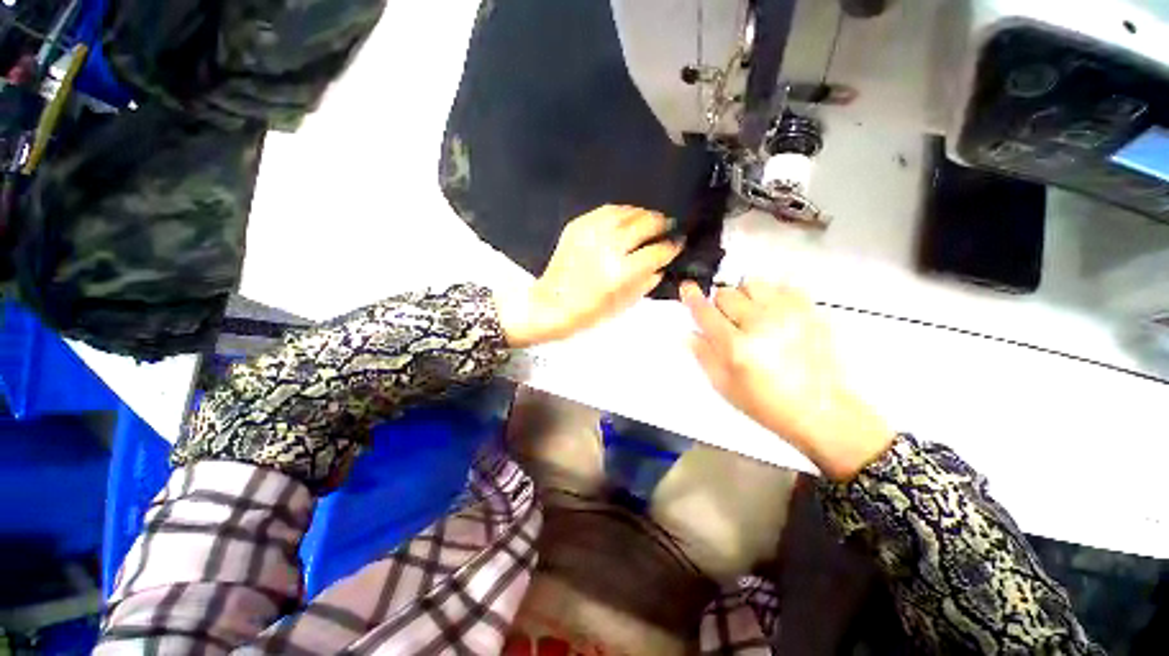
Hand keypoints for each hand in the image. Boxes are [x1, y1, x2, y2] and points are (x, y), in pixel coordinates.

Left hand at [499, 206, 682, 346]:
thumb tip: (661, 265)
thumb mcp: (623, 305)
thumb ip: (646, 282)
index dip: (671, 247)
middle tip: (668, 226)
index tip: (678, 244)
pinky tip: (627, 217)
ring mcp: (590, 233)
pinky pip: (605, 211)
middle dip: (662, 224)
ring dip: (643, 214)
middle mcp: (608, 247)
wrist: (550, 305)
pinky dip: (621, 212)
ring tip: (650, 219)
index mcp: (620, 272)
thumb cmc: (588, 313)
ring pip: (626, 212)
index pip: (656, 252)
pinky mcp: (577, 226)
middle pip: (644, 224)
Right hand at [680, 280, 894, 480]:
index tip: (688, 289)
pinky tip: (772, 313)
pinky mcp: (809, 310)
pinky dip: (771, 295)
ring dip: (744, 296)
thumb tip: (690, 332)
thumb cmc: (768, 404)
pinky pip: (781, 285)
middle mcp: (761, 324)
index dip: (692, 298)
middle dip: (720, 305)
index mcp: (737, 347)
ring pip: (752, 283)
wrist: (820, 410)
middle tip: (727, 322)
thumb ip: (703, 355)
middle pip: (726, 294)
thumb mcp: (724, 386)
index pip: (706, 312)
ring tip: (751, 315)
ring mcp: (788, 314)